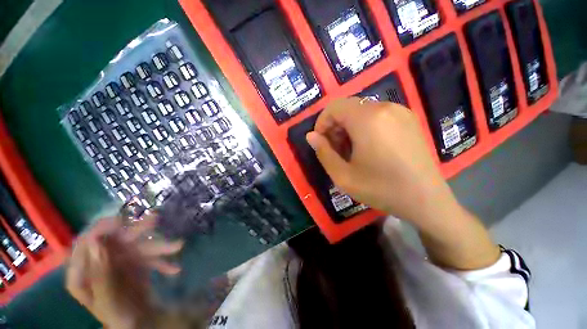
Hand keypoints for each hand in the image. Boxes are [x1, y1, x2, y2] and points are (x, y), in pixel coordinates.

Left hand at [66, 214, 183, 328]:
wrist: (136, 323)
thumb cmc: (117, 316)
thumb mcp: (108, 299)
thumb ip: (101, 273)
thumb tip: (96, 240)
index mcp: (82, 273)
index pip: (86, 244)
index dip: (102, 229)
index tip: (123, 220)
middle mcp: (99, 262)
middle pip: (115, 241)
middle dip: (137, 231)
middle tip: (156, 219)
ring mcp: (119, 262)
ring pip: (137, 247)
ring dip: (158, 246)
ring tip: (178, 246)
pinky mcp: (135, 263)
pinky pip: (149, 258)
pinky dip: (162, 262)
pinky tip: (175, 269)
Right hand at [308, 98, 499, 269]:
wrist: (426, 200)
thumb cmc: (381, 189)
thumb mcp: (343, 176)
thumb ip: (323, 153)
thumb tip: (311, 136)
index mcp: (367, 119)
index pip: (334, 107)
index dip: (322, 123)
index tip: (321, 142)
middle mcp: (385, 107)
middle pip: (348, 107)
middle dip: (335, 126)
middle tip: (335, 149)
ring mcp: (400, 111)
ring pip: (362, 110)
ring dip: (349, 126)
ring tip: (350, 150)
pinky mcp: (409, 119)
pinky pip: (377, 115)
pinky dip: (364, 126)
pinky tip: (368, 147)